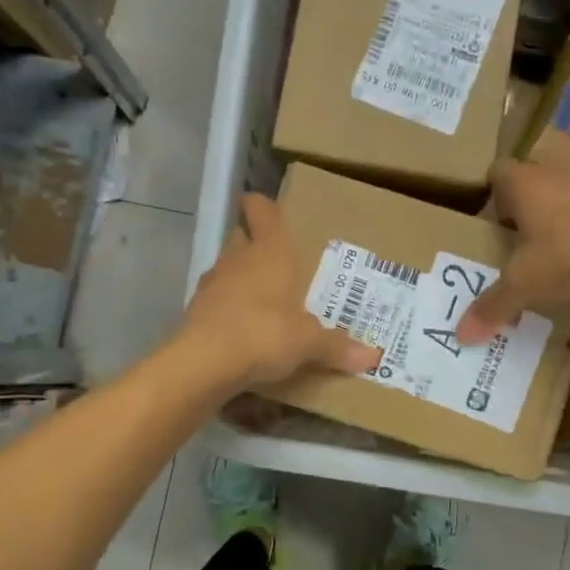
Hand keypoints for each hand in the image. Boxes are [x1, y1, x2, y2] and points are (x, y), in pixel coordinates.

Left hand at [182, 194, 381, 389]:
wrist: (204, 363)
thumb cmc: (265, 333)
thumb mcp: (309, 343)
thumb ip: (337, 347)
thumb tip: (373, 357)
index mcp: (270, 252)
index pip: (261, 211)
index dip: (262, 205)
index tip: (265, 205)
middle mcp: (238, 259)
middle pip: (242, 237)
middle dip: (255, 243)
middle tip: (278, 259)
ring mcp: (212, 284)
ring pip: (227, 269)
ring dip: (241, 277)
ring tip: (264, 296)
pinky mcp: (196, 311)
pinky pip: (217, 300)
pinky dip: (228, 307)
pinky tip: (243, 327)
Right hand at [456, 161, 569, 343]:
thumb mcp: (524, 284)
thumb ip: (493, 306)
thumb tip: (461, 336)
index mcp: (523, 182)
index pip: (495, 172)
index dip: (488, 195)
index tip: (486, 223)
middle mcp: (552, 173)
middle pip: (528, 181)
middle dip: (519, 206)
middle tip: (511, 240)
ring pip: (559, 193)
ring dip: (552, 215)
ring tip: (546, 251)